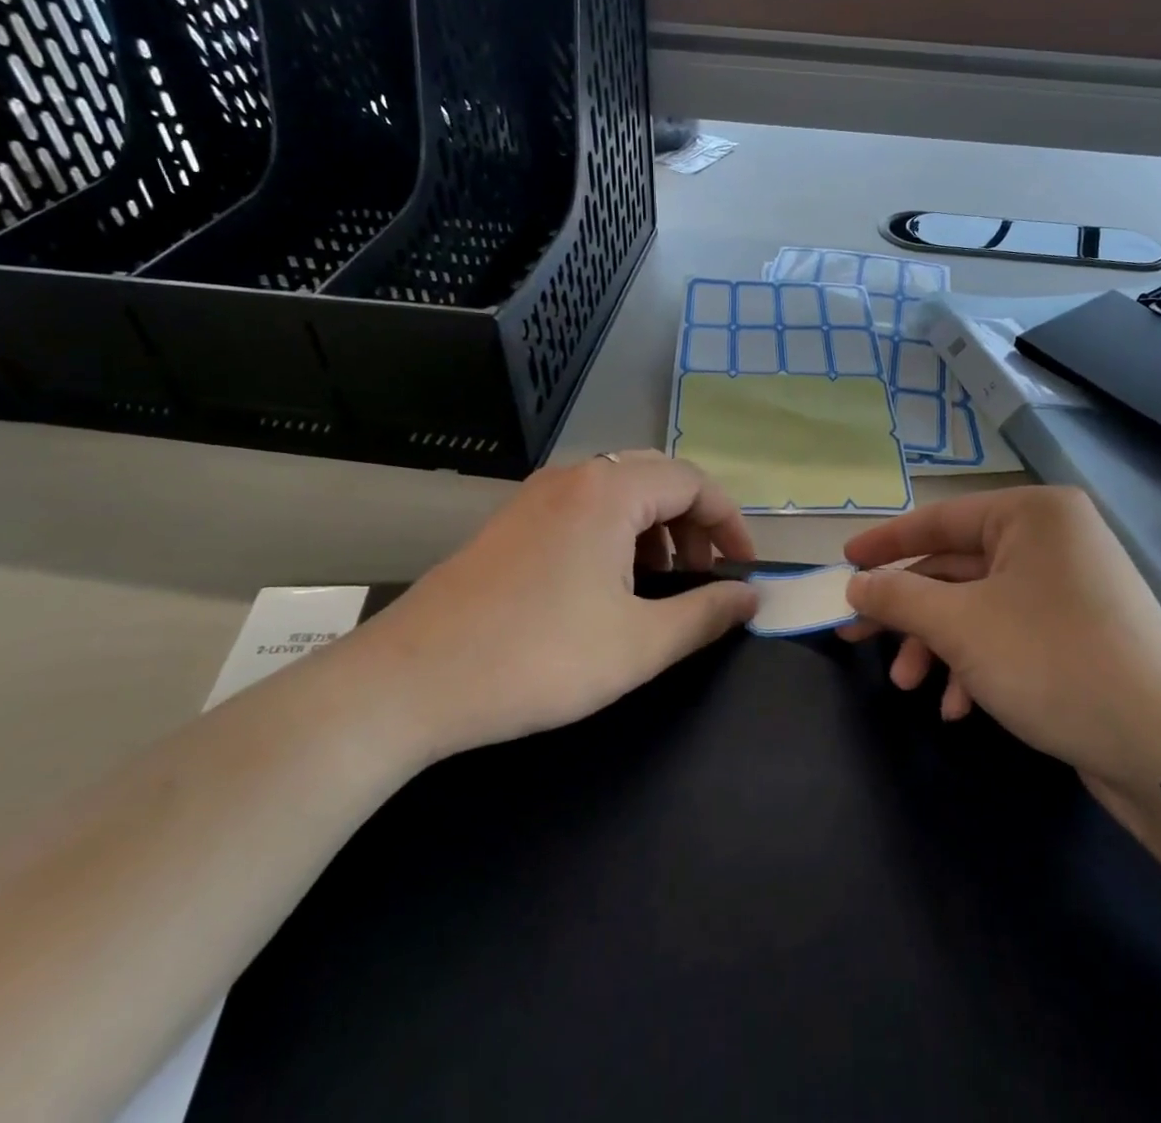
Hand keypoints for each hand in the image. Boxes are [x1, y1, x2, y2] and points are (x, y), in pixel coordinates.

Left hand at [351, 451, 759, 762]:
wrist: (410, 683)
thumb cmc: (538, 658)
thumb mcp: (639, 644)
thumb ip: (706, 614)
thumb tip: (751, 597)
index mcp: (609, 491)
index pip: (694, 482)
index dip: (730, 524)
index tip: (744, 571)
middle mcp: (573, 478)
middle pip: (658, 479)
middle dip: (693, 524)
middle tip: (705, 575)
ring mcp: (536, 497)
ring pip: (619, 494)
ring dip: (655, 529)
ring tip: (662, 584)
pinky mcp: (512, 524)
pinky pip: (584, 511)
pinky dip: (616, 536)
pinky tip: (610, 586)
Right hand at [840, 488, 1160, 810]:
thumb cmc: (1051, 661)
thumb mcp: (959, 626)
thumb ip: (898, 597)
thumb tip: (855, 585)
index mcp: (1032, 514)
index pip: (939, 519)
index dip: (885, 543)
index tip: (843, 563)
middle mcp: (1053, 539)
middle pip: (955, 568)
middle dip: (909, 611)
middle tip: (857, 637)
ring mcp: (1069, 587)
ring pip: (978, 606)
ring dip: (937, 645)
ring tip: (910, 685)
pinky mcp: (1078, 632)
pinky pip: (1009, 632)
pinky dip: (976, 664)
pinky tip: (960, 707)